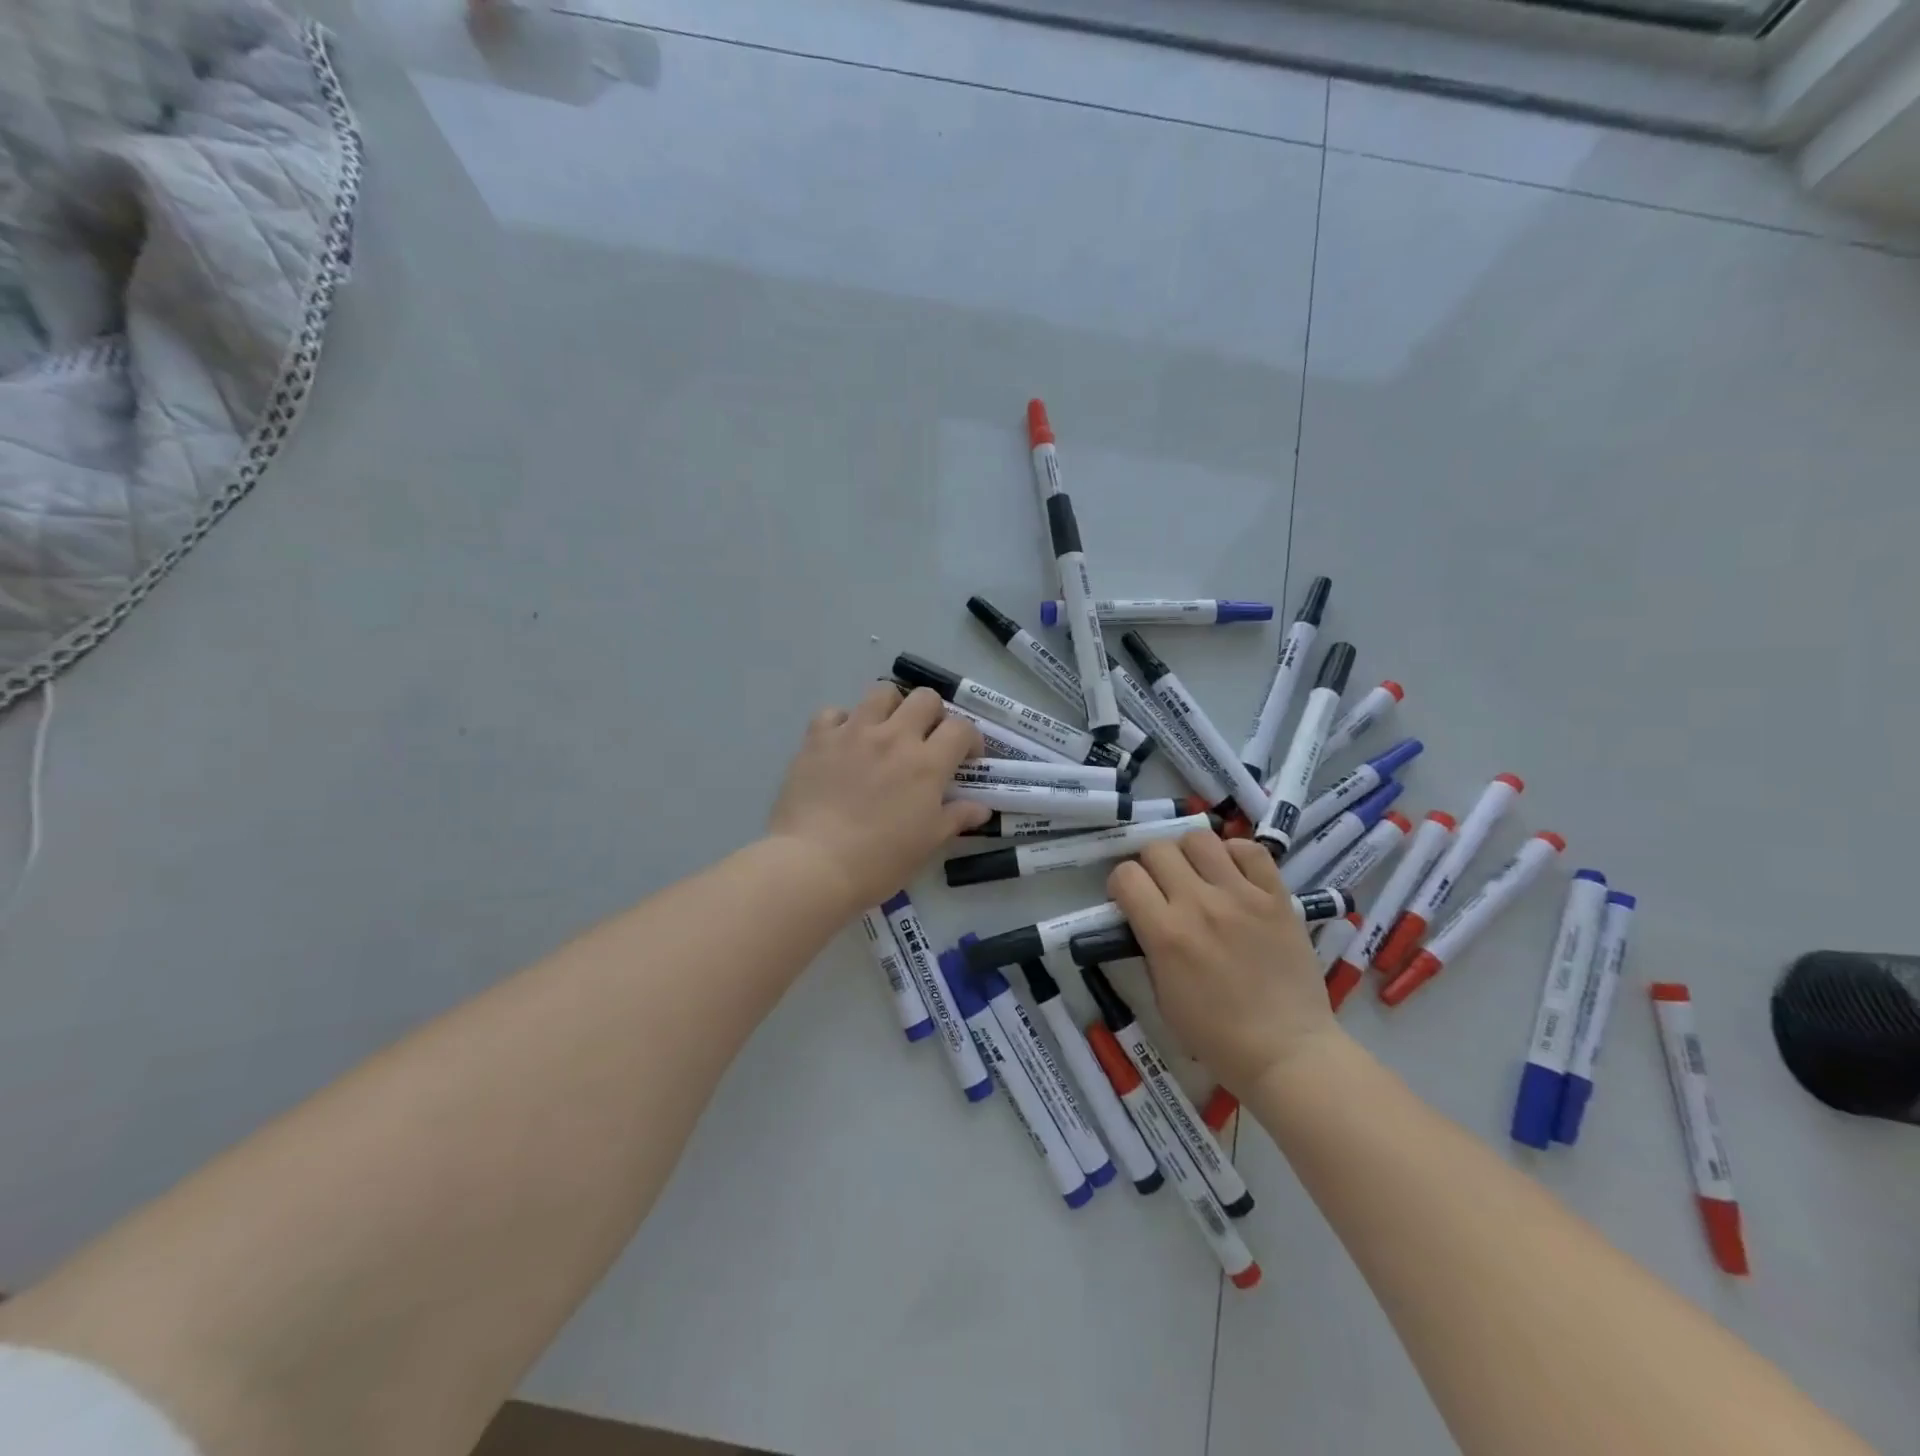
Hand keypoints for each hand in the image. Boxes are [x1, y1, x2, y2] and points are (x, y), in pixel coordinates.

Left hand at [768, 684, 988, 911]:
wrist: (814, 865)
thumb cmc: (880, 860)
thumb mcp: (928, 843)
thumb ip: (956, 818)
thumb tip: (981, 808)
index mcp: (927, 763)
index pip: (961, 728)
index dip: (970, 739)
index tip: (966, 758)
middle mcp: (894, 737)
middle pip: (925, 698)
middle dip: (934, 714)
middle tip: (926, 740)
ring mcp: (853, 732)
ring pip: (881, 692)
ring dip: (891, 707)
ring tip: (886, 731)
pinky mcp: (817, 738)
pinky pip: (834, 712)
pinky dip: (843, 722)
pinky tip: (843, 743)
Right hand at [1108, 832, 1341, 1093]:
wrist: (1287, 1051)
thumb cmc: (1217, 1036)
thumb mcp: (1162, 996)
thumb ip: (1150, 947)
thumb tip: (1146, 917)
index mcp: (1165, 934)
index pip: (1126, 875)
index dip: (1122, 884)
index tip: (1131, 900)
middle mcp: (1199, 904)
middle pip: (1158, 849)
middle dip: (1151, 865)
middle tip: (1163, 887)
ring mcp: (1241, 896)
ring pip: (1200, 839)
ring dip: (1190, 854)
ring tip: (1198, 875)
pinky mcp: (1277, 897)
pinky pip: (1250, 850)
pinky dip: (1234, 854)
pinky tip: (1232, 875)